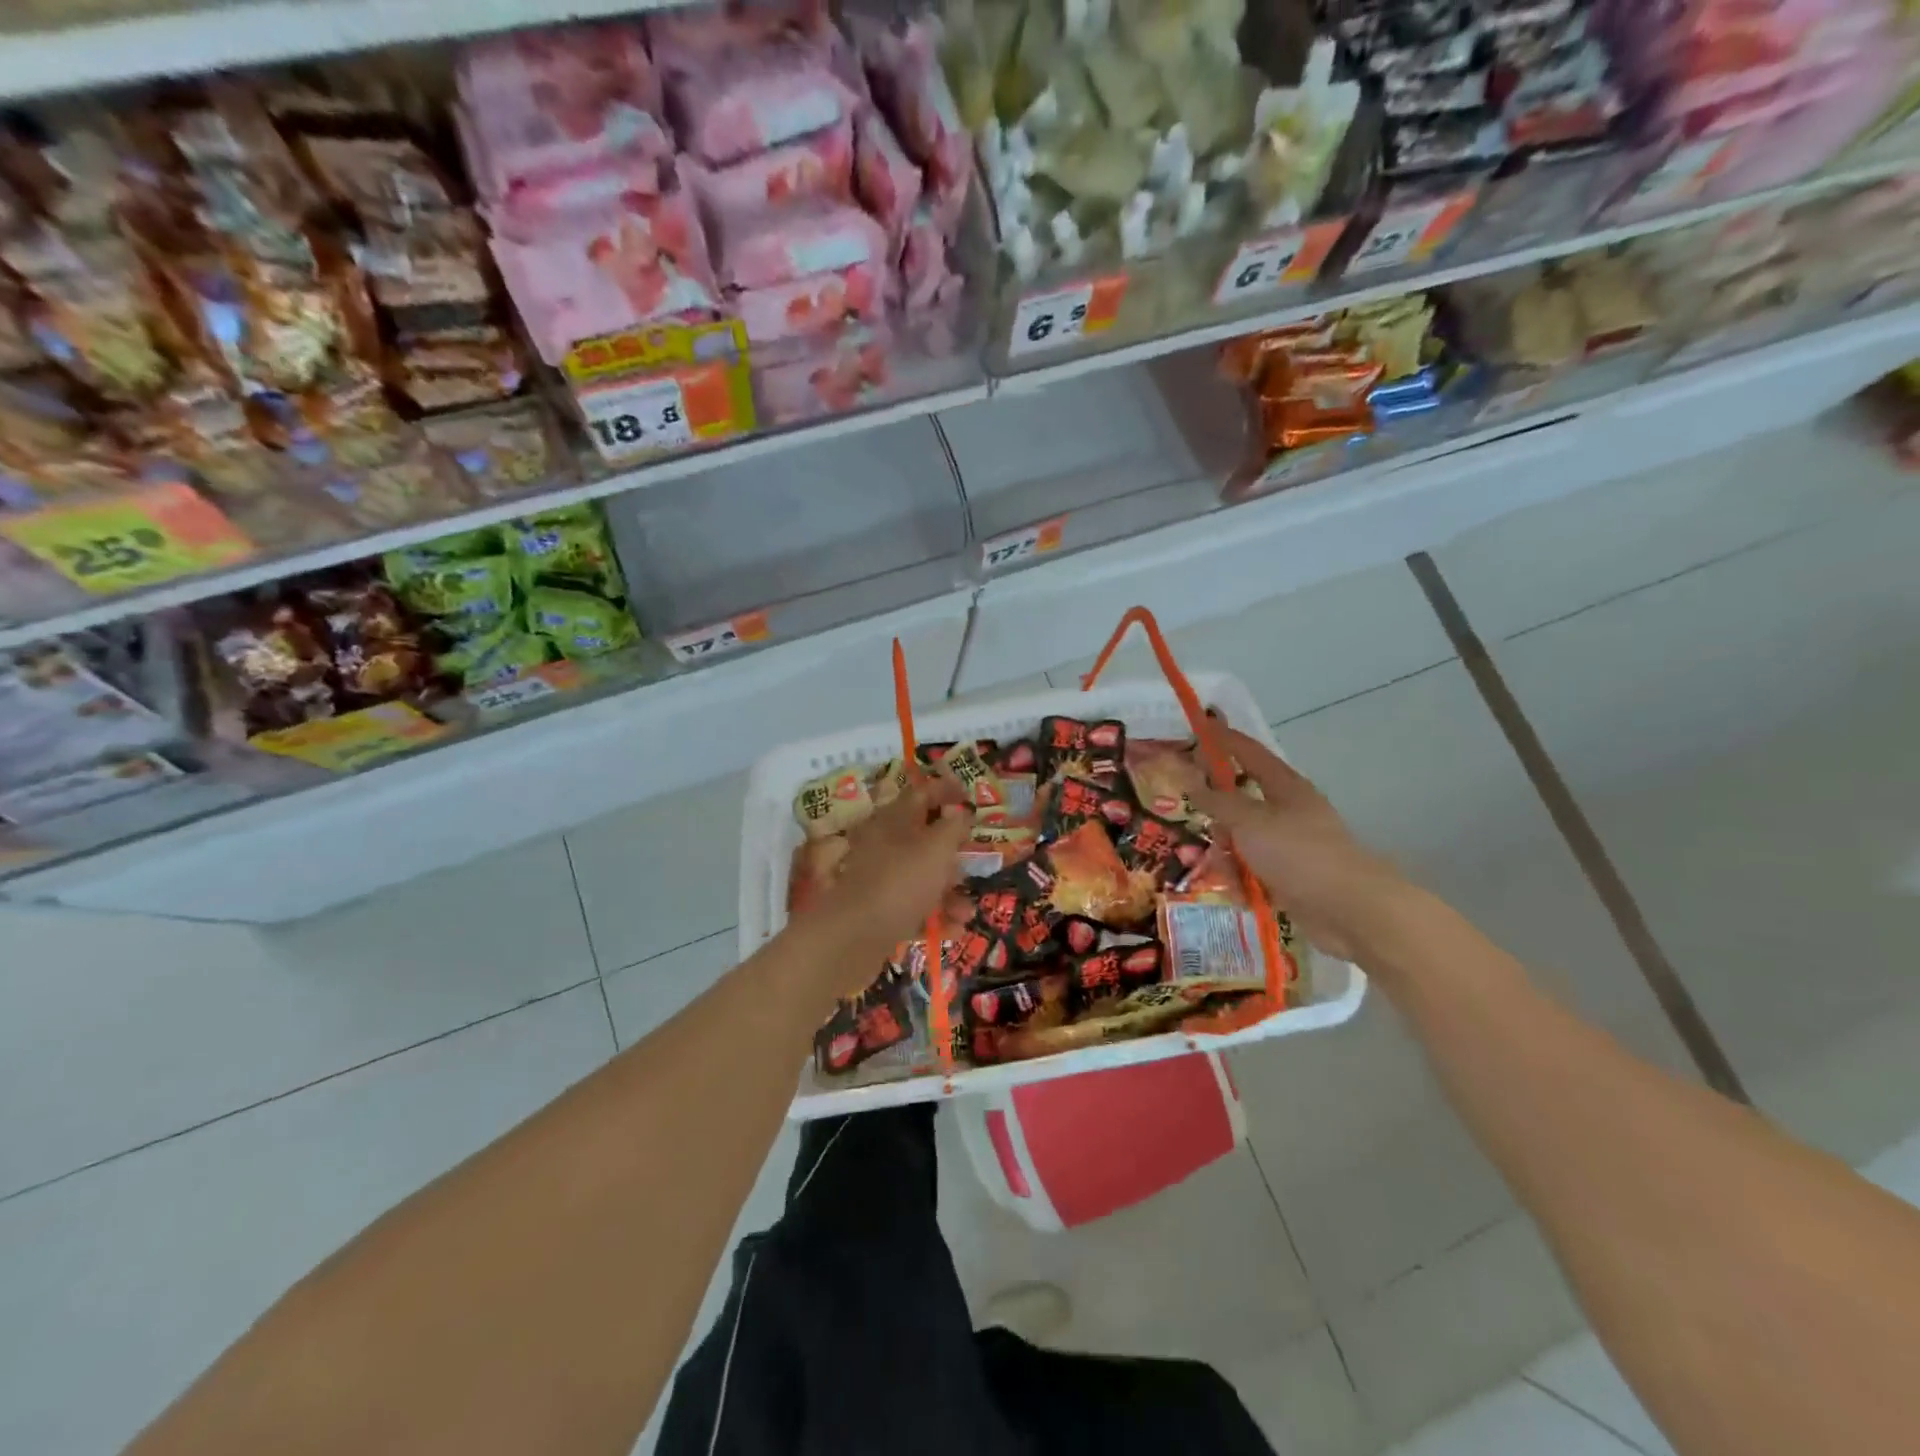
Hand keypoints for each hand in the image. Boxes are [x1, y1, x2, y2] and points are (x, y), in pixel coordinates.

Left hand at [807, 778, 972, 993]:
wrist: (852, 939)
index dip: (945, 791)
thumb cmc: (901, 882)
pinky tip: (954, 930)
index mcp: (893, 820)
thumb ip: (953, 826)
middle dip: (953, 852)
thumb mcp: (936, 848)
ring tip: (967, 911)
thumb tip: (960, 810)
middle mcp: (883, 845)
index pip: (921, 794)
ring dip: (949, 892)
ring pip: (921, 877)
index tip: (969, 798)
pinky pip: (913, 909)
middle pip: (923, 839)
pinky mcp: (878, 913)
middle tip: (975, 860)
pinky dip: (934, 917)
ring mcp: (879, 880)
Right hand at [1188, 728, 1408, 963]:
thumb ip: (1218, 801)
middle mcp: (1287, 811)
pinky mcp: (1288, 876)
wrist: (1349, 910)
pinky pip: (1251, 868)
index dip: (1223, 739)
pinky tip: (1236, 890)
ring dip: (1226, 852)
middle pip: (1240, 800)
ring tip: (1222, 869)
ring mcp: (1289, 845)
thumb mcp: (1250, 822)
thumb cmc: (1299, 854)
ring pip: (1242, 838)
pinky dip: (1240, 877)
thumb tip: (1191, 782)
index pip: (1248, 752)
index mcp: (1284, 786)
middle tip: (1195, 817)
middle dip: (1217, 812)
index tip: (1199, 725)